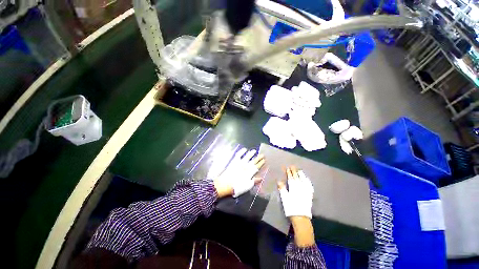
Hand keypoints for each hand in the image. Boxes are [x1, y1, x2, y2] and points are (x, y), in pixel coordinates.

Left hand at [214, 148, 264, 197]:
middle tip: (262, 154)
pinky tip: (244, 149)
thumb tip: (261, 178)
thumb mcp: (247, 186)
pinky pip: (239, 155)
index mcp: (250, 172)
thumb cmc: (237, 187)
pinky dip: (242, 151)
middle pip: (254, 161)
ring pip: (247, 156)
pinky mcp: (234, 161)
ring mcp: (240, 163)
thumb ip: (254, 181)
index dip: (260, 163)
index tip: (264, 160)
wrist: (226, 184)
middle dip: (258, 158)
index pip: (257, 167)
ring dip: (251, 153)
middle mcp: (246, 166)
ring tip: (254, 150)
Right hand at [277, 166, 313, 218]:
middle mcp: (300, 187)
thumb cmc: (291, 207)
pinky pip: (309, 186)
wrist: (301, 217)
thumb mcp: (284, 198)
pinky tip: (307, 180)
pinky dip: (308, 182)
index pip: (291, 178)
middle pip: (297, 177)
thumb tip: (279, 181)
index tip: (288, 168)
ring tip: (300, 170)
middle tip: (293, 166)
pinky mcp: (309, 195)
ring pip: (304, 180)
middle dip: (294, 171)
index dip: (289, 172)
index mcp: (293, 187)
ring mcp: (306, 191)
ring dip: (301, 175)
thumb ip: (282, 188)